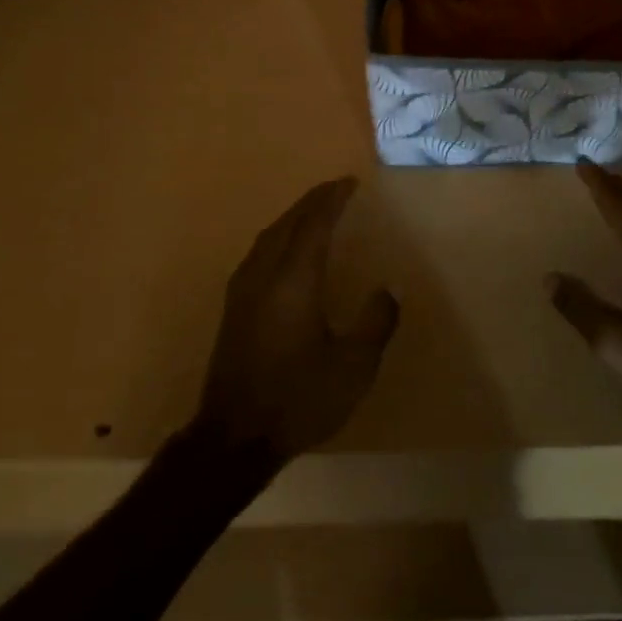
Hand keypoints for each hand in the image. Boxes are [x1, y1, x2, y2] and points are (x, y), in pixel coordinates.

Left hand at [192, 177, 398, 462]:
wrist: (233, 438)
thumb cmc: (298, 399)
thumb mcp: (353, 368)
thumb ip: (375, 323)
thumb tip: (389, 290)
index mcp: (294, 280)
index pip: (315, 224)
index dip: (333, 199)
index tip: (350, 182)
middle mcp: (264, 274)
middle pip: (288, 222)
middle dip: (313, 201)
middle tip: (337, 188)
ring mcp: (243, 289)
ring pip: (269, 235)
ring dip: (294, 216)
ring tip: (315, 210)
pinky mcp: (233, 307)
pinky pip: (259, 251)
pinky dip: (279, 235)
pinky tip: (286, 248)